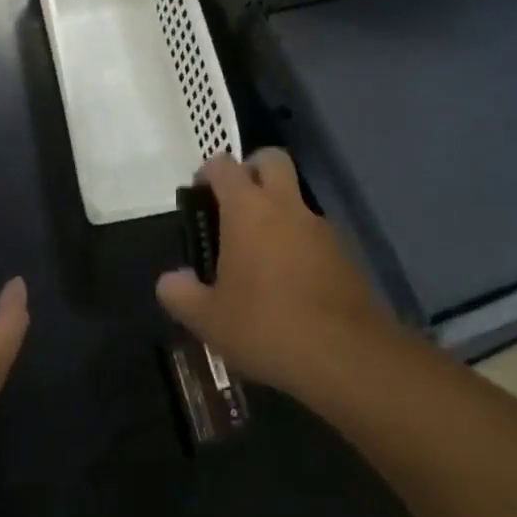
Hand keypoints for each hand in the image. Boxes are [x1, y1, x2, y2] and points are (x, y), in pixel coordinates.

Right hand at [155, 150, 398, 400]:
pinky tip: (290, 283)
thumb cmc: (266, 326)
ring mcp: (320, 227)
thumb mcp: (208, 319)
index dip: (208, 173)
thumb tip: (170, 280)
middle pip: (271, 159)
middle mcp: (285, 205)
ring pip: (296, 198)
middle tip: (235, 205)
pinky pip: (315, 233)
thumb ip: (181, 294)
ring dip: (279, 210)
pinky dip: (300, 243)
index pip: (224, 165)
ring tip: (260, 256)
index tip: (199, 197)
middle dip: (252, 170)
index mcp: (247, 208)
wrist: (347, 357)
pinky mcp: (345, 254)